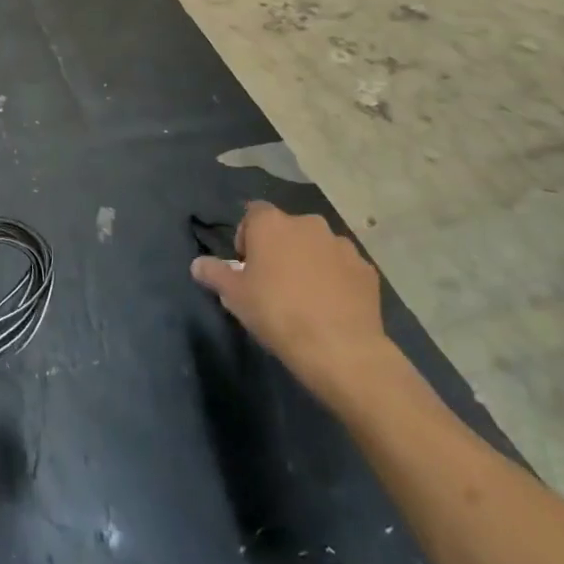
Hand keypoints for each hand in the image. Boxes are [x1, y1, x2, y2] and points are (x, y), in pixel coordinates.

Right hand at [190, 201, 390, 405]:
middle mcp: (307, 223)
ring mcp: (341, 245)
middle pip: (287, 228)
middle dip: (280, 248)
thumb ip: (214, 273)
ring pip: (317, 246)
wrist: (340, 349)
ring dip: (310, 261)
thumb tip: (197, 264)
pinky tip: (332, 306)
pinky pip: (343, 267)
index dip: (247, 236)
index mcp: (271, 223)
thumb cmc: (277, 313)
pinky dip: (336, 278)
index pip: (253, 213)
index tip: (246, 266)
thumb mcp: (234, 296)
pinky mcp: (366, 269)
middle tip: (274, 282)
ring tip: (306, 296)